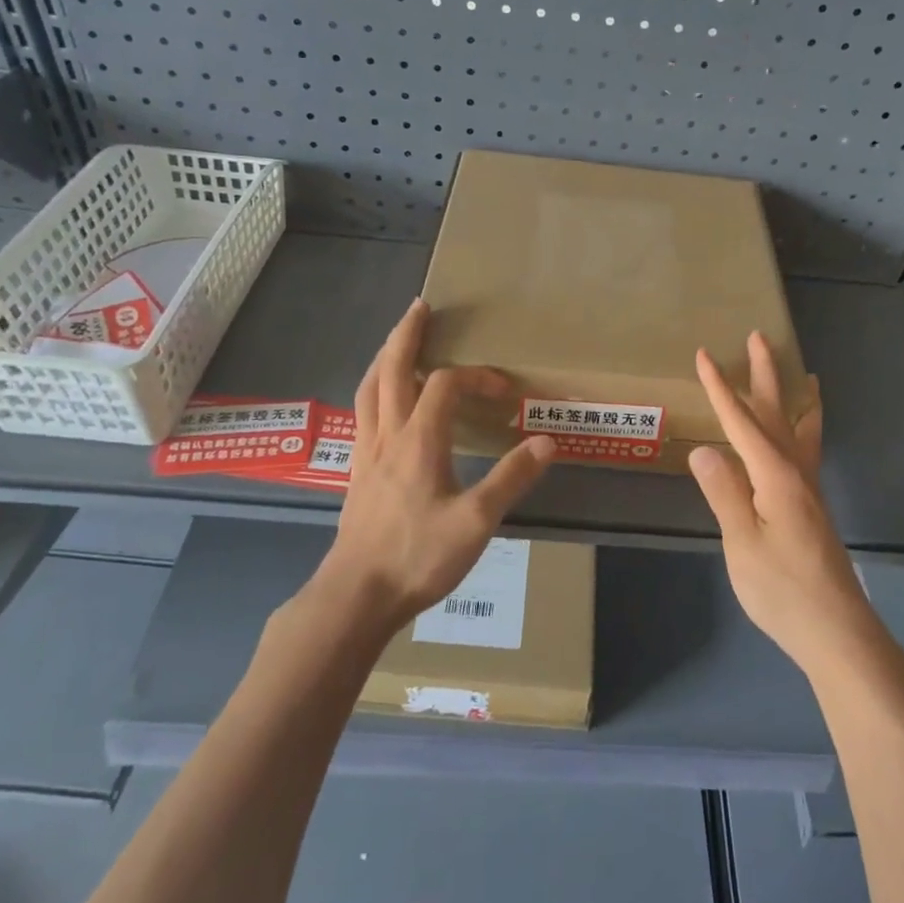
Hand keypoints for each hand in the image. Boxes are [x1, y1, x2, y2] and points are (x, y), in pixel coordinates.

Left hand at [321, 299, 555, 629]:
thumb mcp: (475, 521)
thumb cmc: (417, 556)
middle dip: (406, 335)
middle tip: (419, 307)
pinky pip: (362, 415)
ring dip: (383, 358)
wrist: (357, 594)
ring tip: (395, 341)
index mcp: (419, 440)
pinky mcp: (356, 473)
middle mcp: (388, 436)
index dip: (475, 377)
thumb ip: (511, 479)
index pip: (445, 385)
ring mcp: (366, 453)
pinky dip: (372, 391)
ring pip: (369, 390)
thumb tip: (547, 442)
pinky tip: (379, 402)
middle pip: (391, 370)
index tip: (504, 390)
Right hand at [688, 332, 875, 673]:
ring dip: (793, 398)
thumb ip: (725, 493)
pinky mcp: (811, 508)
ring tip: (804, 375)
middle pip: (777, 414)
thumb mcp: (742, 543)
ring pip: (799, 430)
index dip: (720, 389)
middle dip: (765, 375)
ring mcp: (808, 491)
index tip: (704, 355)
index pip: (741, 423)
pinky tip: (802, 436)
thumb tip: (704, 449)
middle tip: (758, 339)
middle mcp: (796, 474)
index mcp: (775, 477)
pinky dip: (805, 428)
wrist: (836, 631)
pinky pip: (807, 451)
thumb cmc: (783, 589)